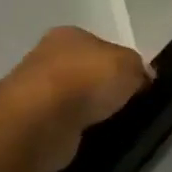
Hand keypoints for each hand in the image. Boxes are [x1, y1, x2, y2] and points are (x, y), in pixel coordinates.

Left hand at [7, 26, 153, 171]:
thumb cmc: (88, 79)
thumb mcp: (130, 65)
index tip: (134, 82)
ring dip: (86, 111)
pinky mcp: (28, 124)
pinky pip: (60, 125)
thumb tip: (142, 78)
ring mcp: (33, 92)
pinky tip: (88, 137)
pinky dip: (73, 131)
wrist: (41, 120)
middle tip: (124, 104)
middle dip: (101, 87)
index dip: (119, 63)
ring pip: (71, 99)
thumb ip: (139, 68)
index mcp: (69, 35)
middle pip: (83, 71)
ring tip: (109, 123)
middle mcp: (46, 57)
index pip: (100, 45)